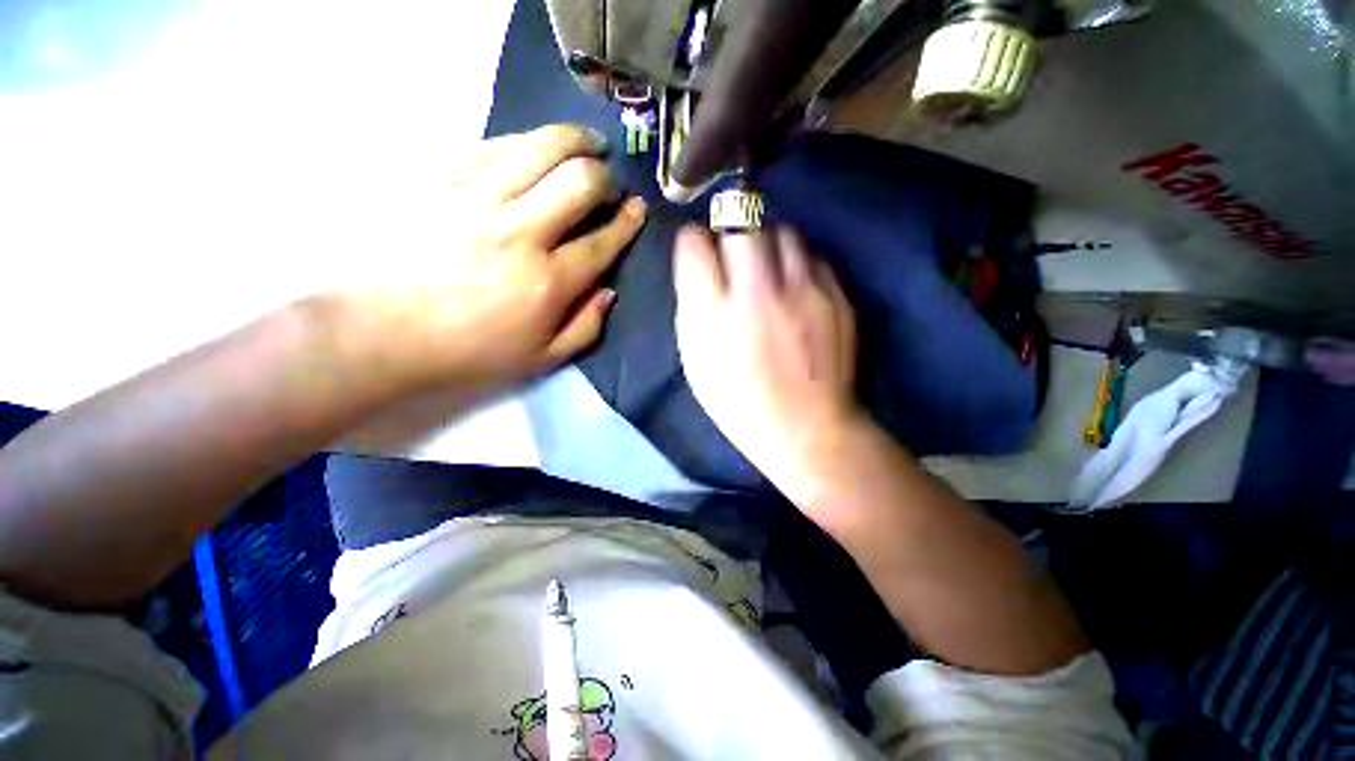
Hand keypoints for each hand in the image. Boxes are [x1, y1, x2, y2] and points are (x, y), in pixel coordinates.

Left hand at [333, 124, 645, 396]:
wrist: (382, 331)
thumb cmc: (470, 351)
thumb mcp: (542, 358)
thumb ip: (586, 327)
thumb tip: (609, 291)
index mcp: (548, 282)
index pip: (603, 241)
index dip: (628, 222)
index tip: (638, 209)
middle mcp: (520, 232)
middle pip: (579, 182)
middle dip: (605, 176)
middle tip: (609, 181)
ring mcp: (477, 199)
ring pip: (539, 147)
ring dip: (574, 140)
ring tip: (587, 142)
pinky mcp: (441, 180)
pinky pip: (494, 144)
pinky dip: (526, 141)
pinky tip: (536, 147)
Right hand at [673, 225, 860, 480]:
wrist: (808, 429)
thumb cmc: (740, 403)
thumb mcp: (696, 362)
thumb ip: (693, 308)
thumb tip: (699, 268)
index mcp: (713, 315)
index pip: (694, 244)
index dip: (693, 242)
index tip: (697, 252)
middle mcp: (757, 293)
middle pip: (740, 223)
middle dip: (730, 232)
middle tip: (731, 257)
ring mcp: (802, 292)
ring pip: (781, 232)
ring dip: (766, 243)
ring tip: (765, 269)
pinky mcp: (836, 296)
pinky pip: (812, 256)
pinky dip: (797, 263)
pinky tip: (794, 286)